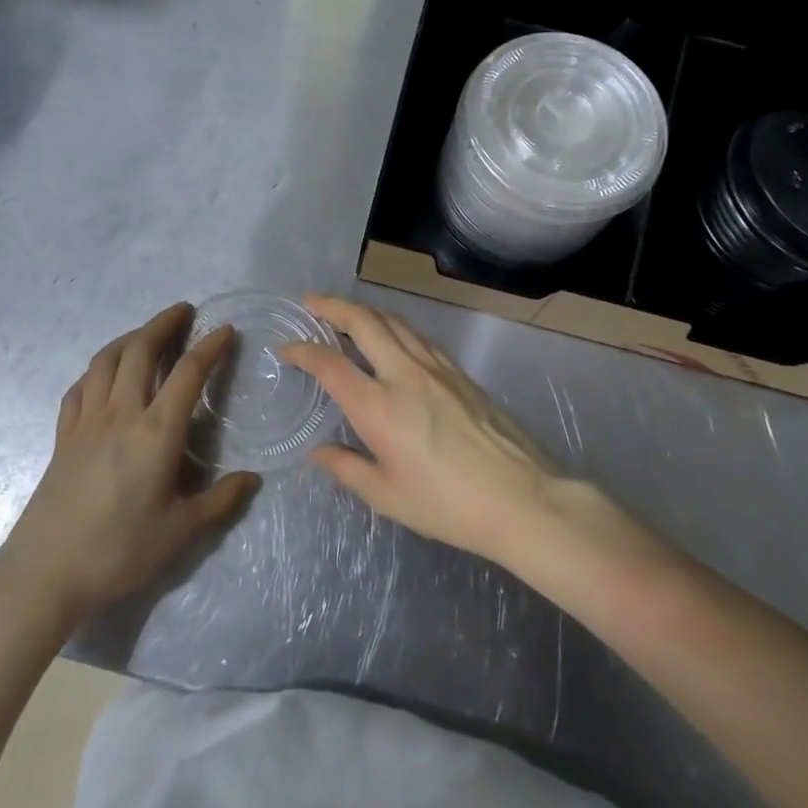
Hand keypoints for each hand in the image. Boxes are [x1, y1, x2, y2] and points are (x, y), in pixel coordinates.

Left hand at [0, 303, 258, 622]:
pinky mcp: (63, 436)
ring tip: (147, 333)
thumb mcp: (179, 531)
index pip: (188, 373)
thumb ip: (219, 501)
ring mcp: (86, 421)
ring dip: (129, 337)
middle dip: (164, 324)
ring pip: (106, 360)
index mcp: (156, 432)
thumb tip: (252, 478)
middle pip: (140, 350)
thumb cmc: (118, 550)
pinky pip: (80, 387)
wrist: (44, 574)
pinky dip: (97, 369)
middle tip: (184, 311)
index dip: (210, 347)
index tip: (225, 330)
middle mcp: (121, 414)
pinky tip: (103, 375)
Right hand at [280, 295, 560, 563]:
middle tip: (311, 302)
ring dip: (364, 311)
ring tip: (346, 313)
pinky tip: (392, 336)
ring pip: (394, 322)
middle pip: (363, 322)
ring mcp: (435, 368)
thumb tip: (317, 453)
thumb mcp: (387, 496)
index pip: (330, 364)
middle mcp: (404, 374)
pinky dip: (395, 326)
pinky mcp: (459, 371)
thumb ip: (346, 468)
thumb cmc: (447, 504)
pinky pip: (418, 336)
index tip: (286, 347)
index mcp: (378, 406)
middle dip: (332, 307)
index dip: (303, 350)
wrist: (520, 497)